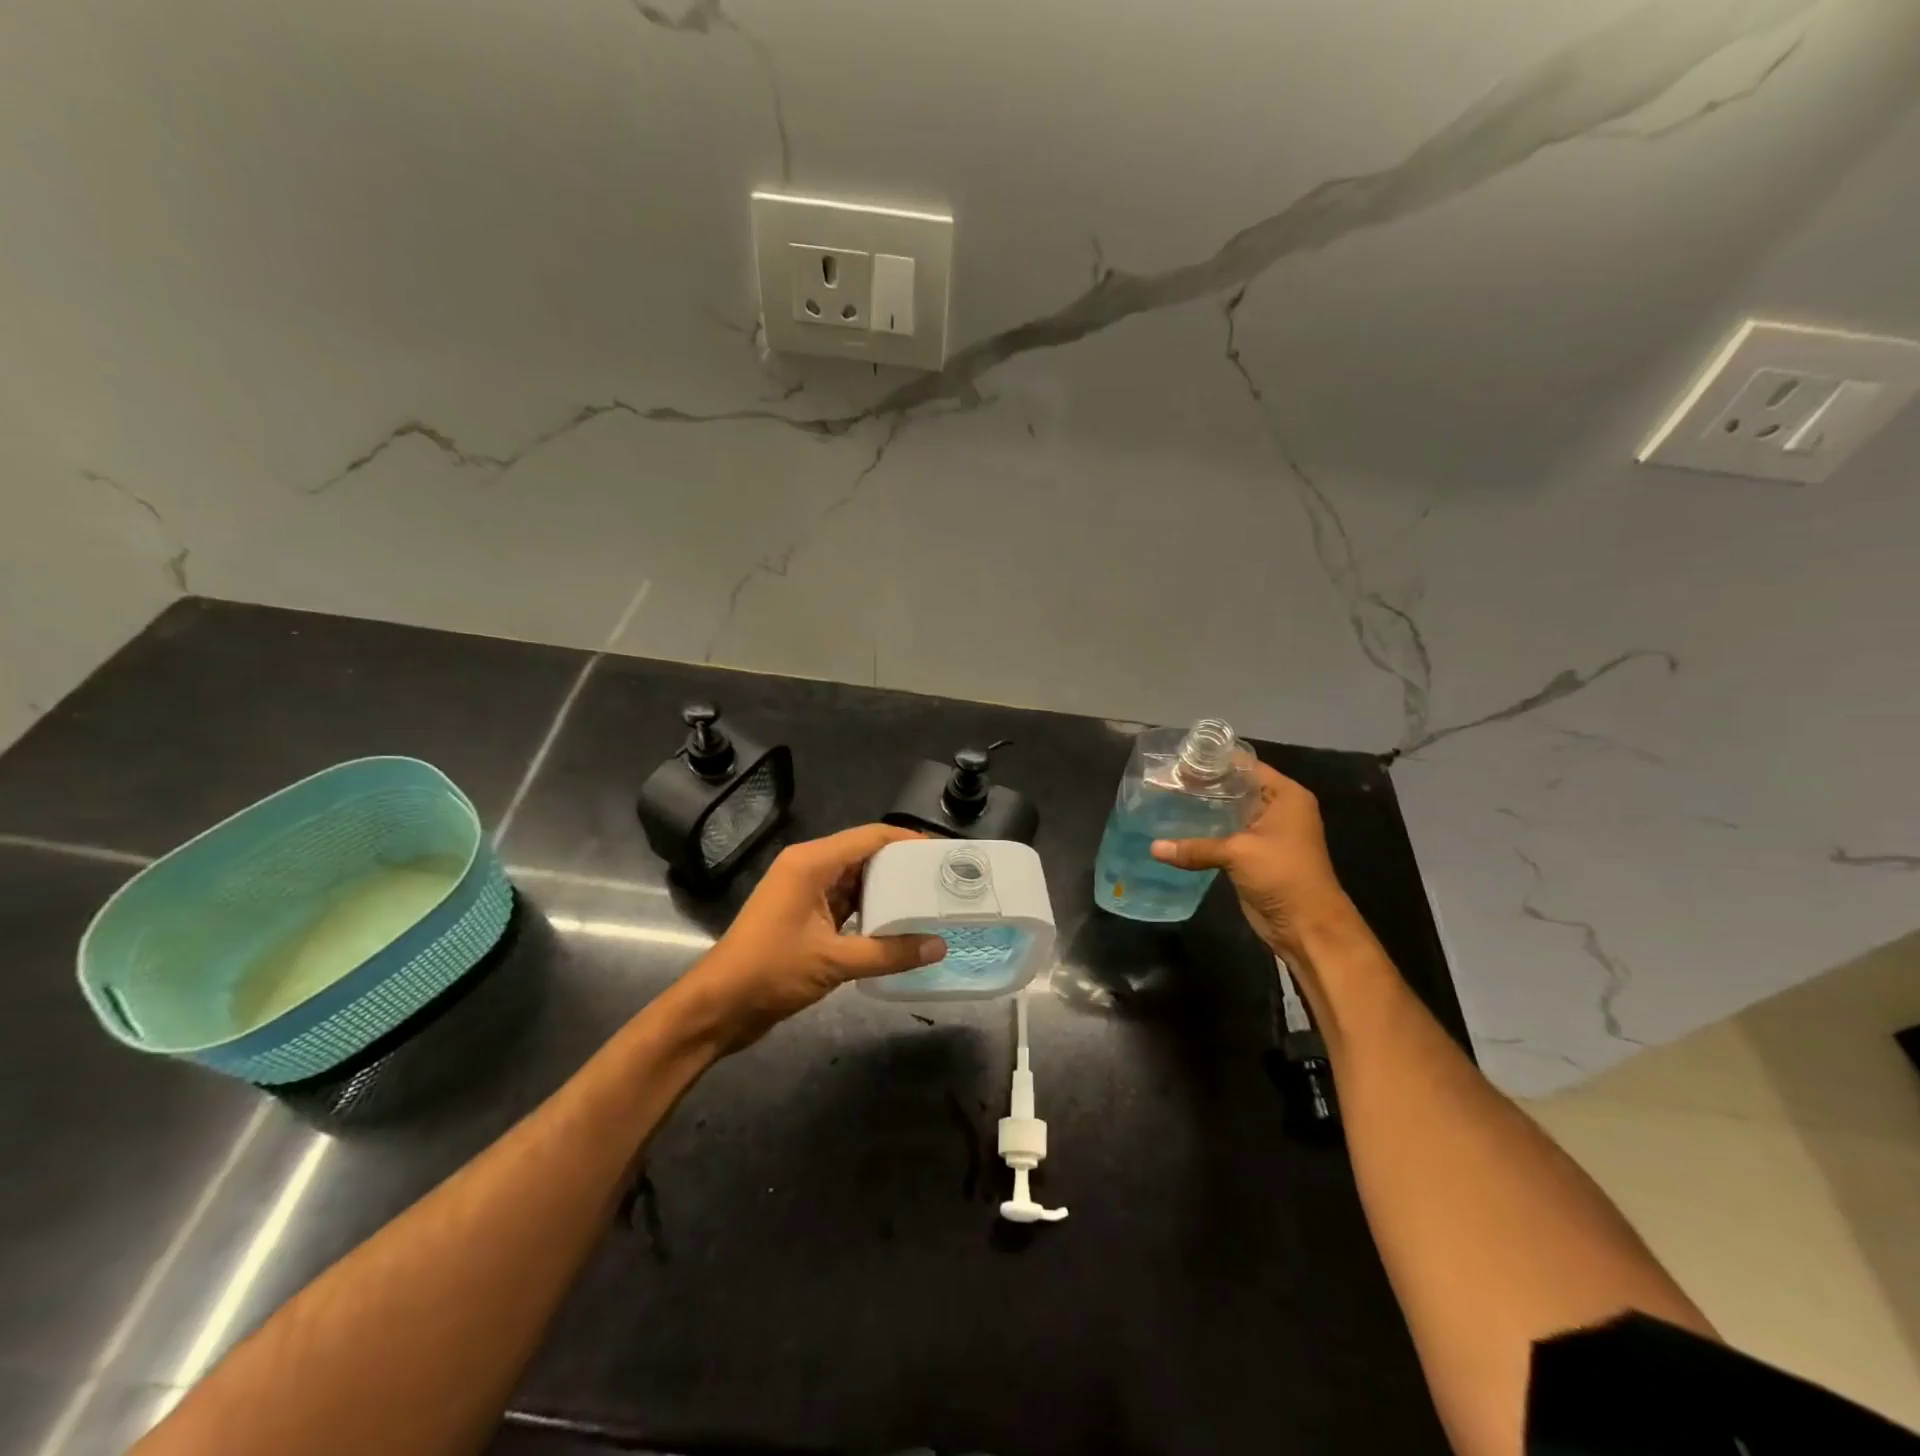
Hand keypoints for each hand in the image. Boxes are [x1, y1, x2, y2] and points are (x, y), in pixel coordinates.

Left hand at [679, 824, 945, 1048]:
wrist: (718, 1007)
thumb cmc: (770, 972)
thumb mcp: (834, 962)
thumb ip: (888, 953)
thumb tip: (938, 947)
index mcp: (811, 863)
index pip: (869, 837)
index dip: (907, 840)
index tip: (942, 853)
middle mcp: (807, 868)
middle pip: (863, 854)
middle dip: (901, 865)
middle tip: (941, 880)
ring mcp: (802, 892)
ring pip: (854, 880)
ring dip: (886, 890)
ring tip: (927, 900)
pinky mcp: (802, 915)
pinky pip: (843, 902)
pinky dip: (868, 910)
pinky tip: (896, 925)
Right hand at [1149, 762, 1357, 961]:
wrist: (1307, 926)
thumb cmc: (1283, 875)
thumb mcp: (1238, 853)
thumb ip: (1195, 847)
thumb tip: (1153, 848)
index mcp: (1285, 795)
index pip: (1246, 765)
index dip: (1214, 761)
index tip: (1180, 759)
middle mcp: (1277, 808)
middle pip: (1236, 787)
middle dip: (1204, 785)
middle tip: (1166, 780)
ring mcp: (1266, 833)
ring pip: (1229, 812)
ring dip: (1203, 809)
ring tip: (1166, 799)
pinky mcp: (1254, 855)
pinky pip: (1226, 836)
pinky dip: (1206, 832)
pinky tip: (1177, 829)